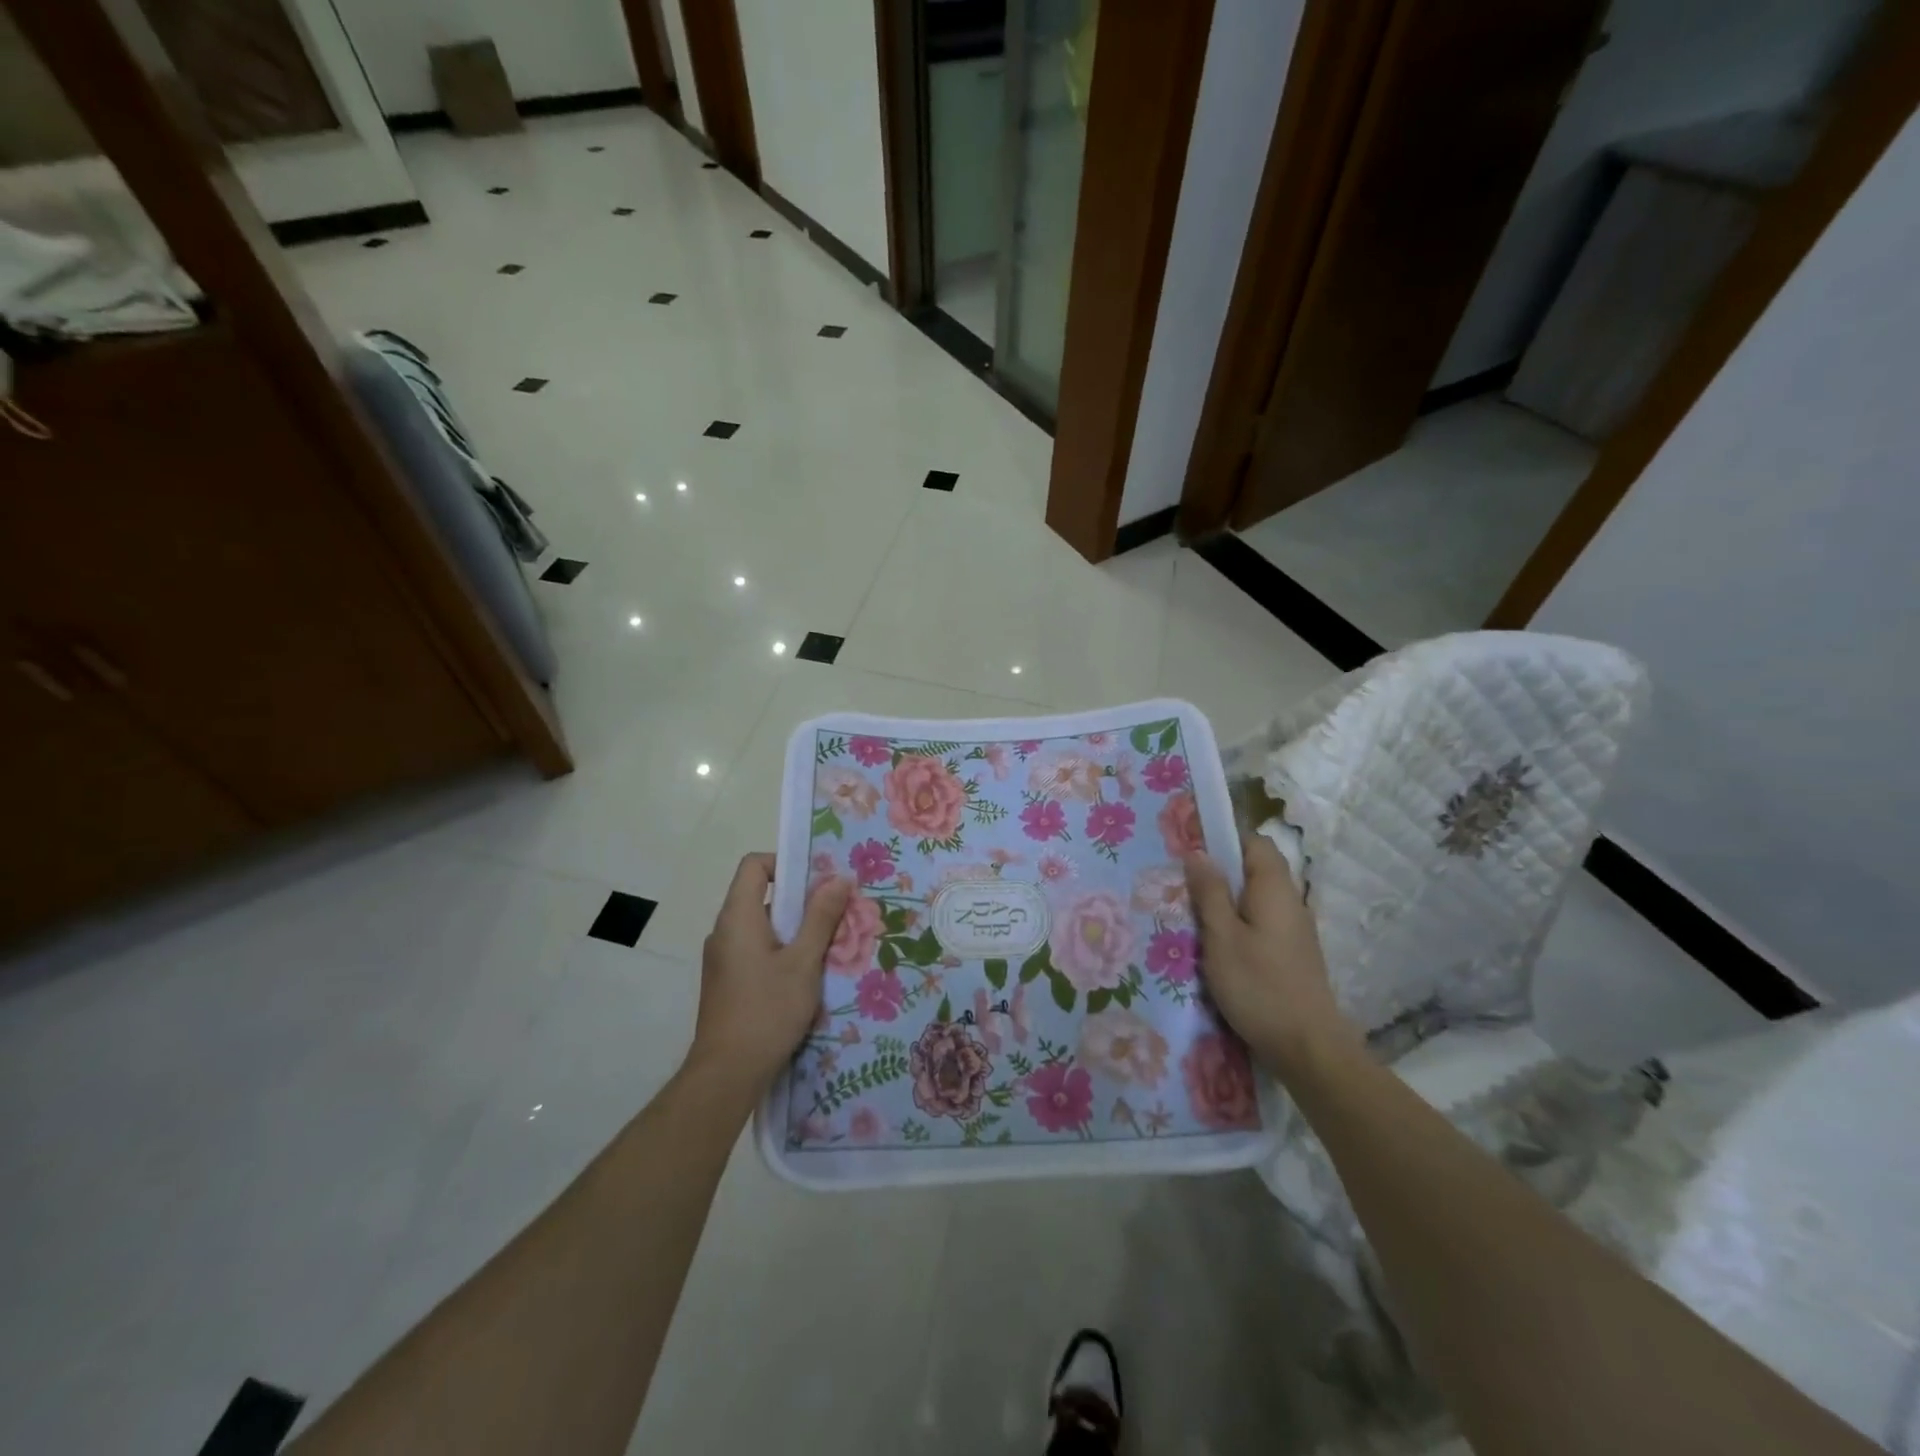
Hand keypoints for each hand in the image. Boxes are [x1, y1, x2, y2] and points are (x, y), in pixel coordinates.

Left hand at [689, 853, 851, 1095]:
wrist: (727, 1074)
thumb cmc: (767, 1010)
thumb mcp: (804, 961)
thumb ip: (821, 917)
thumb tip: (838, 878)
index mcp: (738, 917)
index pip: (753, 865)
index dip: (784, 862)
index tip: (817, 880)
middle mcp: (724, 931)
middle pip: (760, 895)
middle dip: (800, 900)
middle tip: (836, 913)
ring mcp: (722, 958)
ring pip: (762, 926)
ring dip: (794, 929)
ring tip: (828, 945)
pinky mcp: (726, 982)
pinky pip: (755, 950)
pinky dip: (781, 951)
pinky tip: (806, 975)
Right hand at [1184, 833, 1356, 1082]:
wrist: (1307, 1046)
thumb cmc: (1258, 986)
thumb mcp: (1221, 936)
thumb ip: (1210, 892)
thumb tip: (1198, 851)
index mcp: (1274, 887)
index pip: (1254, 842)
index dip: (1224, 840)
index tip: (1190, 851)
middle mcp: (1290, 900)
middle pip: (1255, 869)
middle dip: (1220, 872)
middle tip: (1183, 885)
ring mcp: (1294, 928)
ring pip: (1257, 897)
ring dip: (1227, 900)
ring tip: (1193, 915)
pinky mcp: (1292, 952)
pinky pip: (1262, 921)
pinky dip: (1239, 922)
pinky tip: (1217, 944)